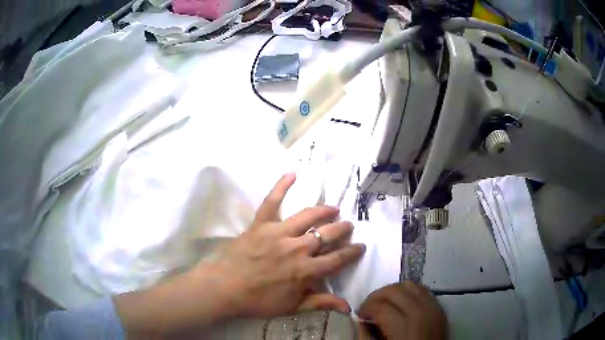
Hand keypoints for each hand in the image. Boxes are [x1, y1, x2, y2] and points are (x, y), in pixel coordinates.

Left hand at [203, 172, 365, 316]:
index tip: (361, 246)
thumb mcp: (293, 307)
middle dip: (342, 230)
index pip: (337, 259)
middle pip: (327, 235)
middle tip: (348, 226)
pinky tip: (292, 173)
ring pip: (308, 216)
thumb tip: (348, 308)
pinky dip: (281, 186)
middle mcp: (297, 248)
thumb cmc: (258, 301)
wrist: (224, 288)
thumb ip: (321, 304)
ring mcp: (278, 233)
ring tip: (333, 208)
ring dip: (324, 211)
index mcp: (306, 271)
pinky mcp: (261, 224)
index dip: (352, 253)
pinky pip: (272, 201)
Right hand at [357, 282, 446, 339]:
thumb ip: (367, 336)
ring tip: (384, 303)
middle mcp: (422, 312)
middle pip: (395, 291)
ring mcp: (434, 309)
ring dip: (393, 291)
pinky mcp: (440, 309)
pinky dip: (409, 293)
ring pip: (410, 286)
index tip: (358, 314)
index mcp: (404, 327)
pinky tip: (402, 303)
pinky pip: (423, 291)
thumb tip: (361, 322)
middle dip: (377, 296)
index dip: (365, 308)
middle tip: (368, 307)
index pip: (381, 307)